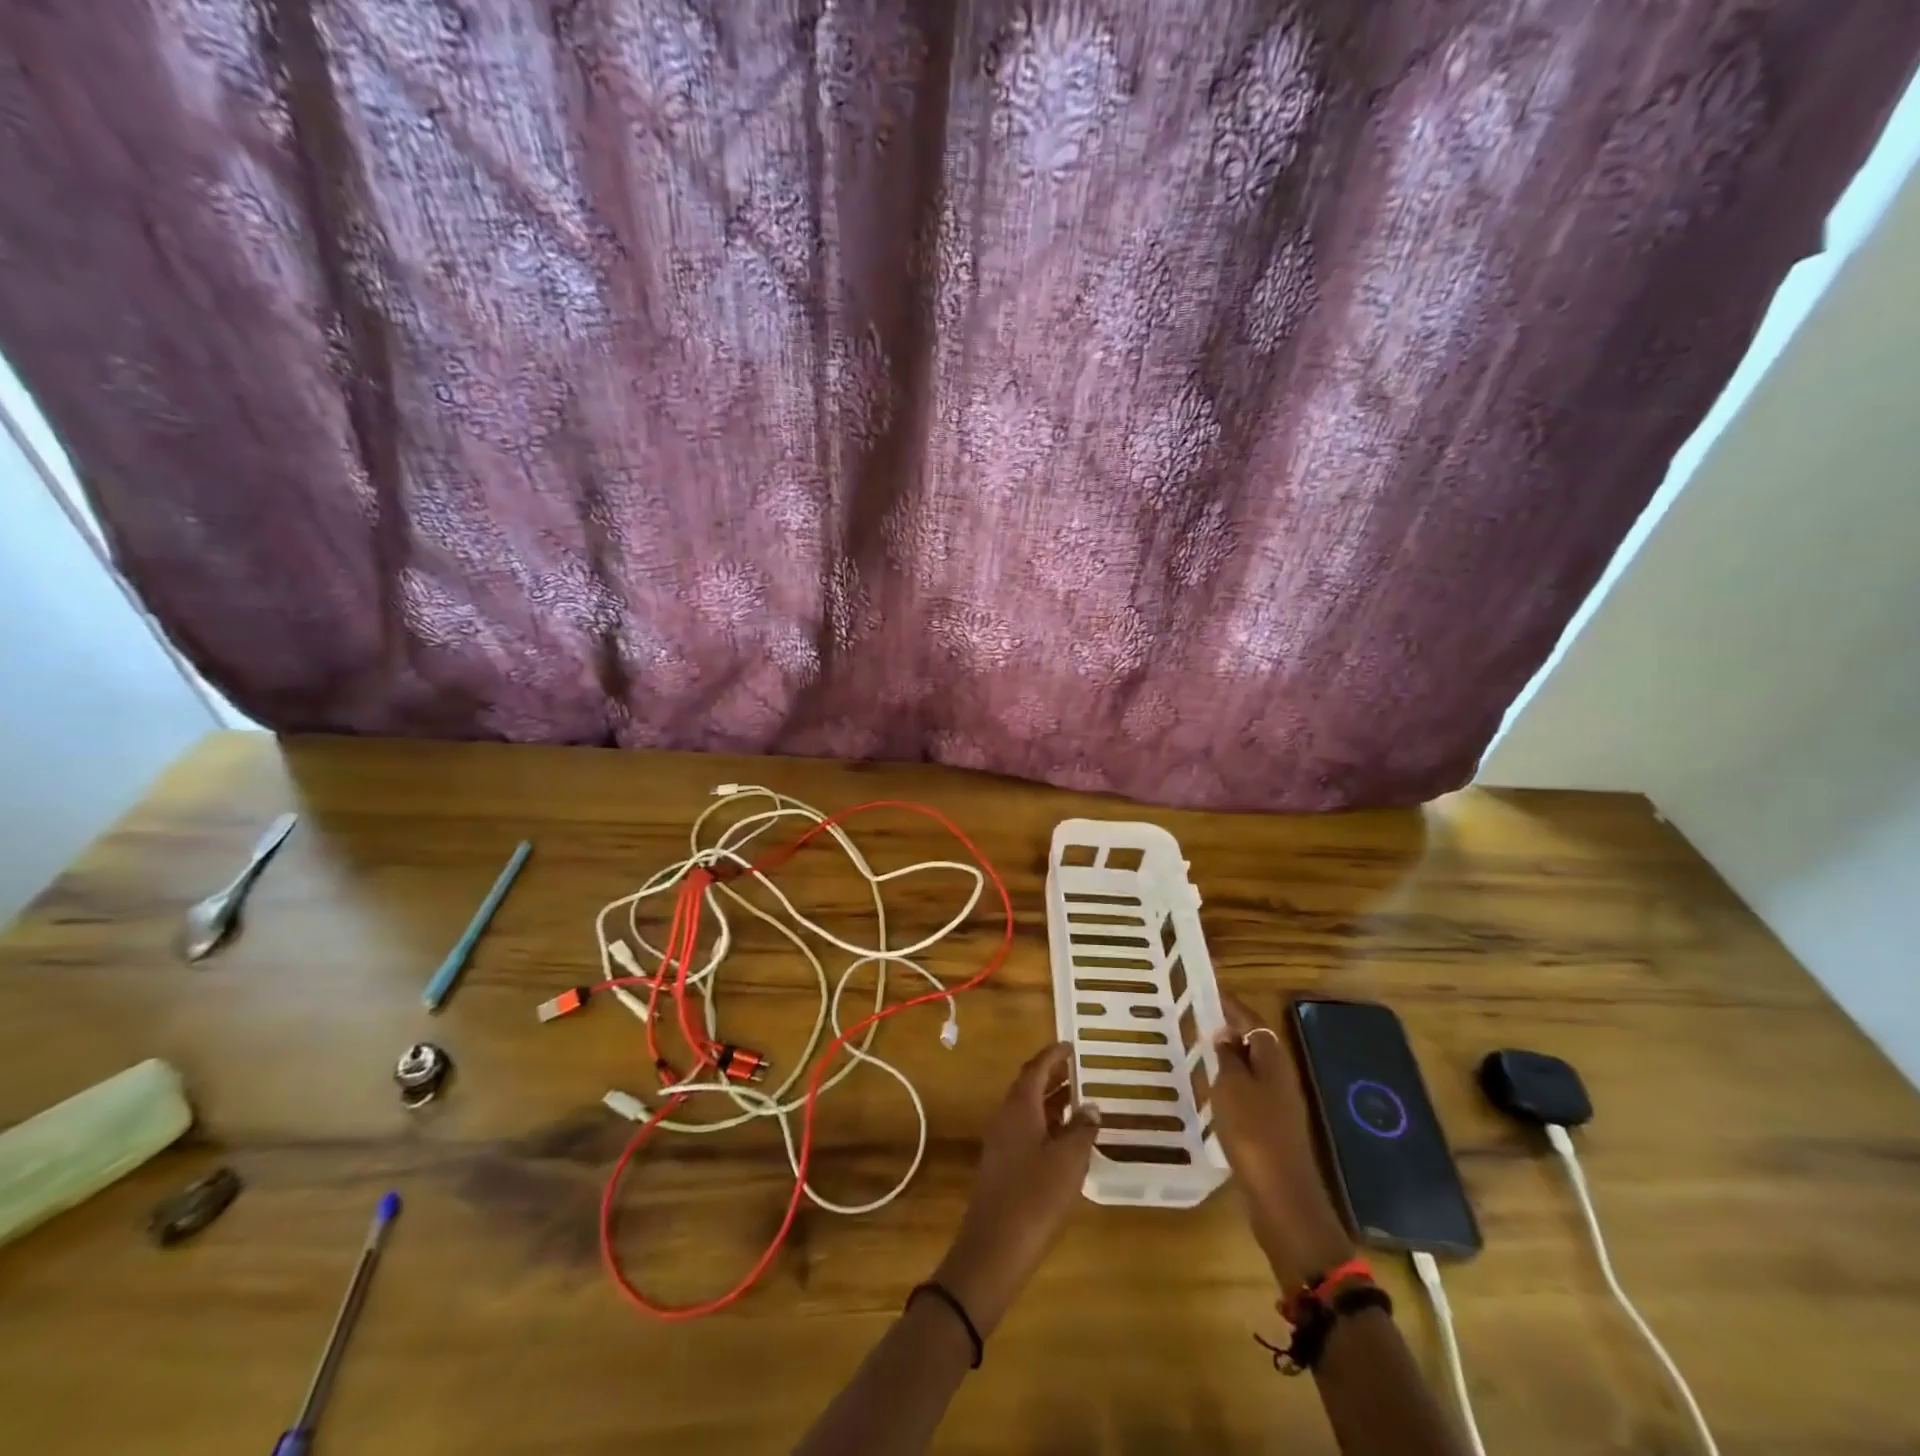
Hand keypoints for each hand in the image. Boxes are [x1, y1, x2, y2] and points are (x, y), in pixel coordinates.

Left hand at [933, 1042, 1097, 1336]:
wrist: (993, 1249)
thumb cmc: (1035, 1198)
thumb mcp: (1068, 1162)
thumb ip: (1082, 1130)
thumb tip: (1091, 1107)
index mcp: (1019, 1107)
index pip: (1036, 1068)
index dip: (1054, 1055)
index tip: (1071, 1045)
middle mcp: (1005, 1117)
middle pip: (1028, 1086)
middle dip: (1052, 1075)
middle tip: (1079, 1070)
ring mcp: (1000, 1142)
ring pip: (1026, 1109)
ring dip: (1050, 1101)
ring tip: (1078, 1101)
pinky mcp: (1000, 1166)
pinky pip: (1024, 1130)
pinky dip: (1045, 1124)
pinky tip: (1064, 1140)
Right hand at [1210, 994, 1355, 1288]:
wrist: (1281, 1196)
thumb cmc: (1253, 1132)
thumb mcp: (1231, 1086)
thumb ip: (1227, 1057)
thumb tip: (1226, 1035)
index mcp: (1273, 1059)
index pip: (1252, 1020)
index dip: (1231, 1005)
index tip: (1208, 991)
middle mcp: (1281, 1077)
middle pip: (1256, 1043)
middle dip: (1230, 1030)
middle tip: (1199, 1021)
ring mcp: (1280, 1105)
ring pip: (1253, 1070)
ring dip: (1230, 1059)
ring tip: (1200, 1053)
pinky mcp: (1273, 1129)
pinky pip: (1250, 1094)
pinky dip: (1232, 1086)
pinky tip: (1213, 1093)